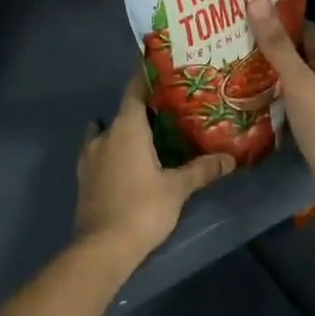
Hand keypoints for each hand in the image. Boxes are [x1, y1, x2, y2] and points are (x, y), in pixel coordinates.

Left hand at [74, 73, 234, 262]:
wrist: (102, 248)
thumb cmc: (142, 208)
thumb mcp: (177, 188)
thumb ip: (201, 169)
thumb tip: (229, 158)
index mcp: (126, 128)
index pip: (134, 90)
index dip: (146, 76)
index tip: (161, 67)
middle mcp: (104, 135)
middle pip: (123, 112)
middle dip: (143, 108)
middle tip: (169, 108)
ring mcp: (89, 157)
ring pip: (107, 132)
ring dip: (124, 130)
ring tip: (149, 134)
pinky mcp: (85, 178)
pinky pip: (101, 152)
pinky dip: (114, 150)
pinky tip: (129, 160)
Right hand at [246, 0, 314, 207]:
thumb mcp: (299, 83)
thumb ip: (277, 46)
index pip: (302, 27)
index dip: (277, 16)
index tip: (244, 7)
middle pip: (295, 51)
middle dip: (266, 42)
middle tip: (227, 32)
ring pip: (290, 76)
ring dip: (265, 68)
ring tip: (228, 58)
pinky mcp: (312, 123)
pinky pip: (287, 99)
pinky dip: (269, 92)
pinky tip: (244, 93)